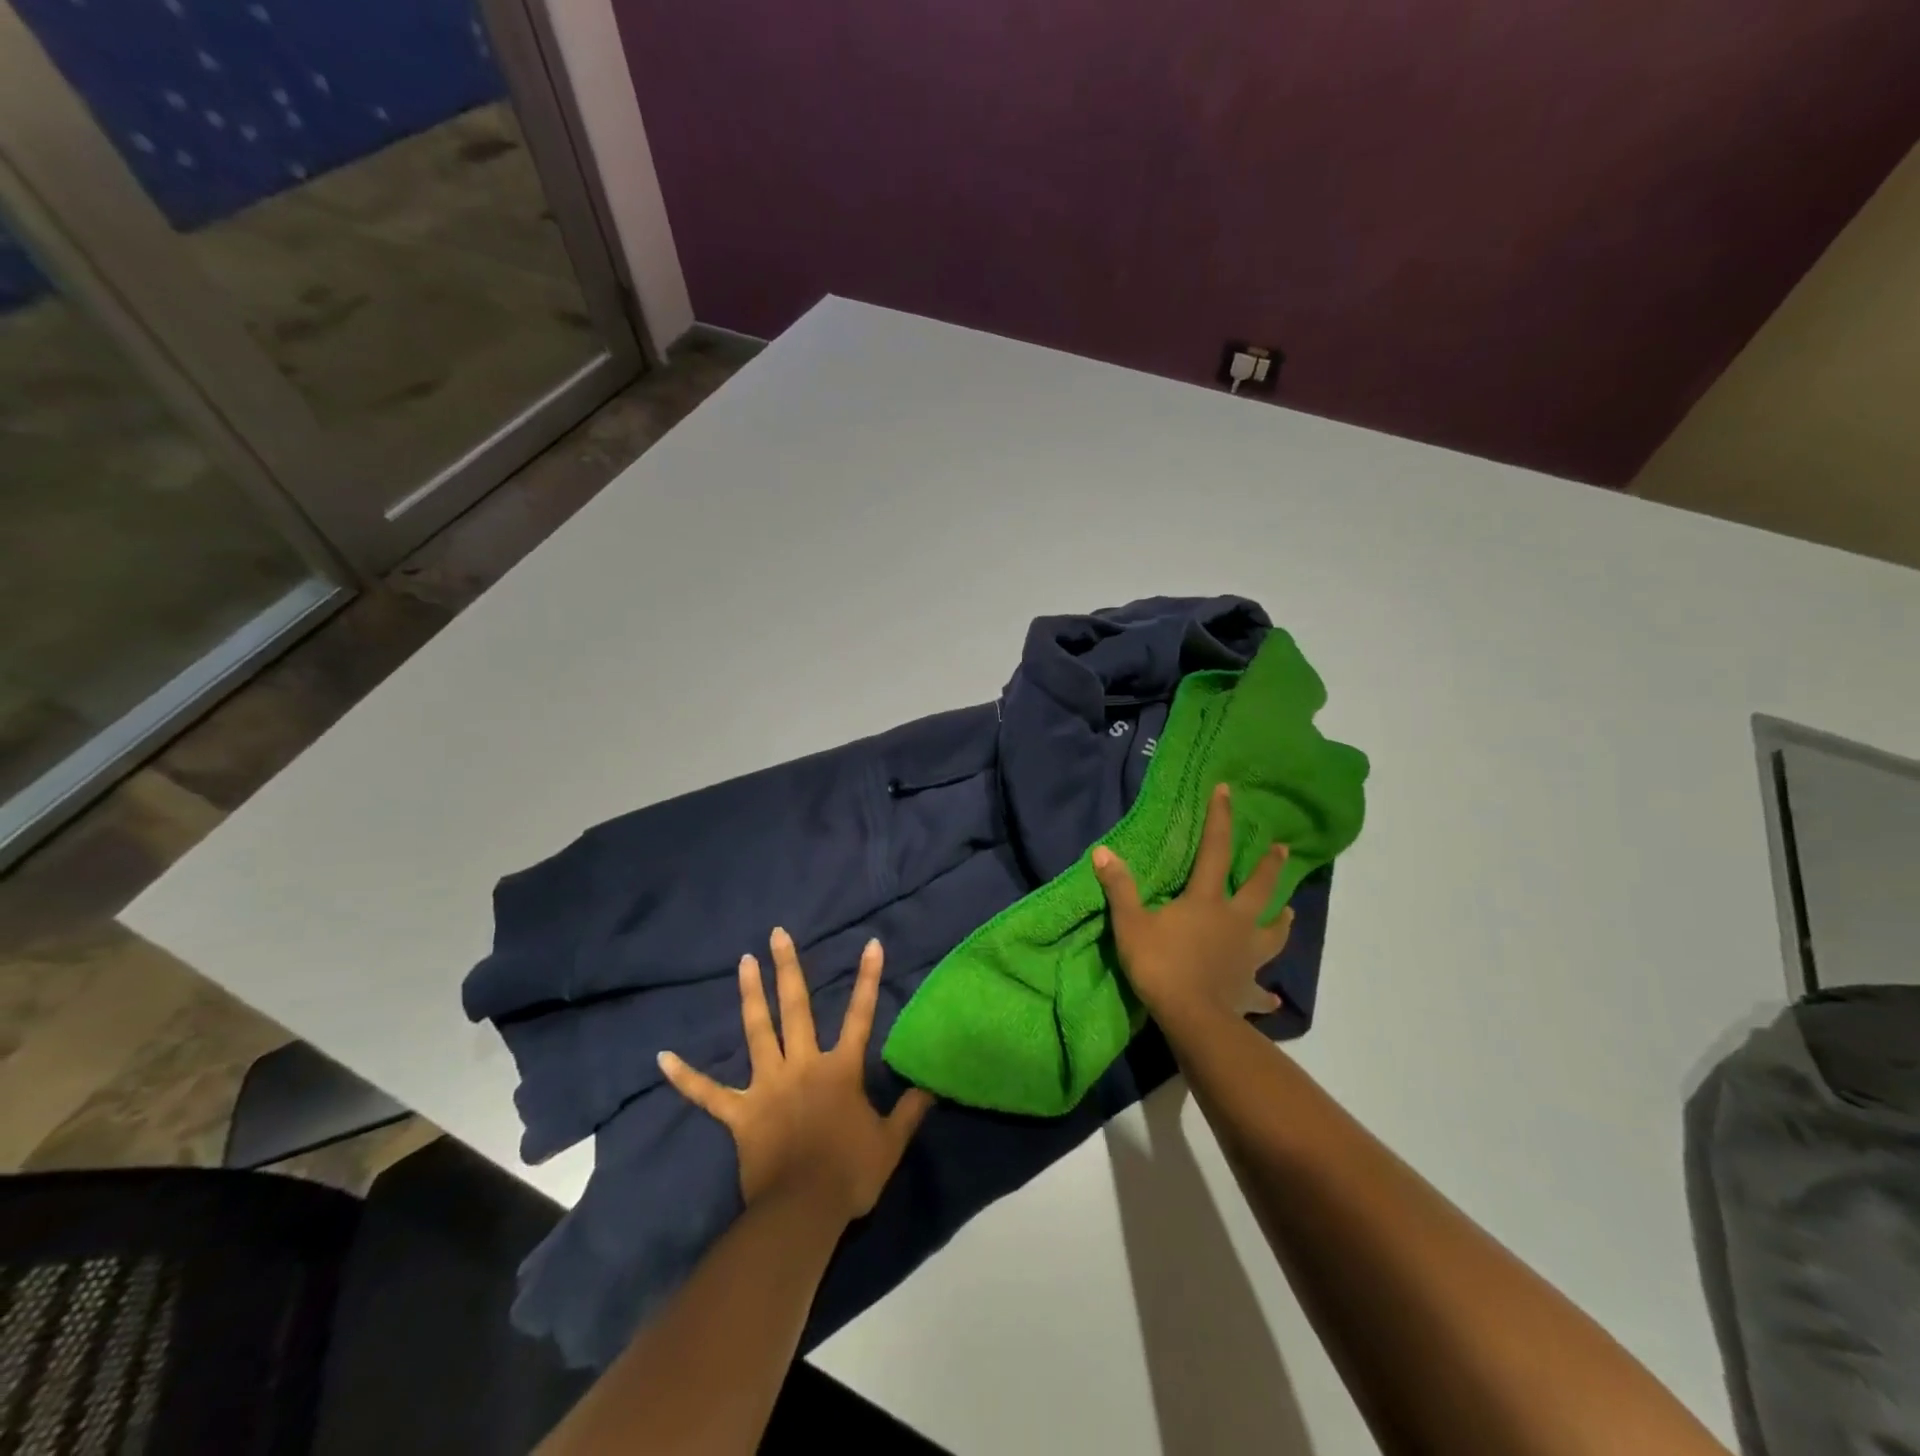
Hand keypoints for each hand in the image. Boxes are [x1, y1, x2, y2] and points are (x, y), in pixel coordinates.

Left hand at [658, 929, 934, 1222]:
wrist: (803, 1212)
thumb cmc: (850, 1174)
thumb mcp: (890, 1142)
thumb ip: (910, 1110)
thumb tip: (931, 1085)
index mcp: (840, 1070)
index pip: (860, 1015)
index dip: (868, 979)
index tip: (871, 943)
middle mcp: (802, 1065)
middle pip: (796, 1009)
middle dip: (788, 969)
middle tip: (777, 935)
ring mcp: (767, 1086)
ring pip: (757, 1033)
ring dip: (750, 996)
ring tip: (743, 962)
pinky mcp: (740, 1113)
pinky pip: (708, 1094)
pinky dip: (686, 1077)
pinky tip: (662, 1057)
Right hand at [1092, 783, 1294, 1031]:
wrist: (1192, 1017)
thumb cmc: (1161, 965)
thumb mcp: (1131, 923)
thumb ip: (1119, 888)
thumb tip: (1103, 852)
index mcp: (1206, 901)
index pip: (1214, 851)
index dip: (1220, 819)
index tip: (1228, 792)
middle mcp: (1234, 922)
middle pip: (1258, 889)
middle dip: (1269, 867)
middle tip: (1283, 849)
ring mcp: (1246, 957)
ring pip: (1272, 934)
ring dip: (1282, 923)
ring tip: (1290, 913)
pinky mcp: (1247, 990)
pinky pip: (1260, 992)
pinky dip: (1266, 995)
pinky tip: (1273, 999)